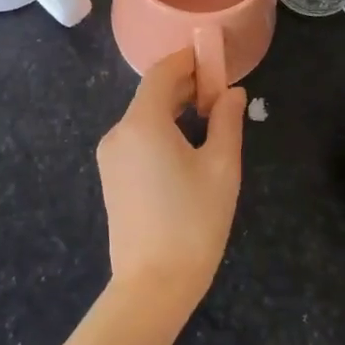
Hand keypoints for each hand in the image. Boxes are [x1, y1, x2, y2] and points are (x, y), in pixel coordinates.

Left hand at [97, 49, 247, 313]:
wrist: (153, 285)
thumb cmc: (194, 221)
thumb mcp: (222, 167)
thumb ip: (227, 121)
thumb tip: (233, 93)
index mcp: (142, 123)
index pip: (162, 73)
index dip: (189, 60)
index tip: (215, 60)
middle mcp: (119, 132)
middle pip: (151, 94)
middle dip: (185, 85)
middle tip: (220, 92)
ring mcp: (111, 156)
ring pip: (144, 117)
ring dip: (174, 109)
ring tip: (209, 118)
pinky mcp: (111, 177)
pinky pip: (137, 138)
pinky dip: (161, 130)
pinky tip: (186, 146)